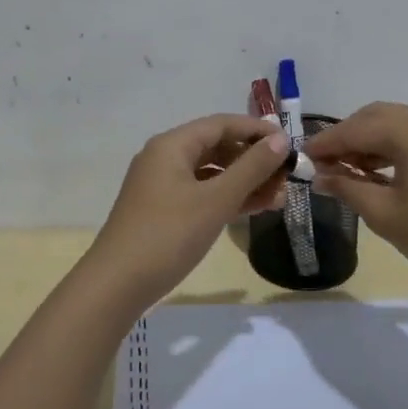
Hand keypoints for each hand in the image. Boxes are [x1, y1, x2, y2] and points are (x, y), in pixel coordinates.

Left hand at [87, 114, 289, 309]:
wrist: (117, 284)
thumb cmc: (169, 235)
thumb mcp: (216, 200)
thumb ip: (251, 168)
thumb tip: (280, 140)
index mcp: (172, 145)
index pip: (222, 124)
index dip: (257, 130)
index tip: (290, 144)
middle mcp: (165, 158)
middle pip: (216, 147)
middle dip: (253, 160)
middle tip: (287, 177)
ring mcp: (162, 186)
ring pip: (211, 174)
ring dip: (244, 182)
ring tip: (279, 197)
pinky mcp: (163, 211)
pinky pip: (201, 194)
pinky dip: (227, 199)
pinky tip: (253, 209)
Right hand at [305, 102, 407, 295]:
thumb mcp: (383, 214)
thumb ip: (346, 187)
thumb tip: (318, 176)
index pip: (356, 129)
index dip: (325, 143)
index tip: (300, 157)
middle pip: (375, 118)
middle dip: (345, 138)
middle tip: (321, 164)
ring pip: (394, 125)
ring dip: (366, 142)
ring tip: (342, 171)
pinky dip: (389, 149)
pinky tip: (372, 172)